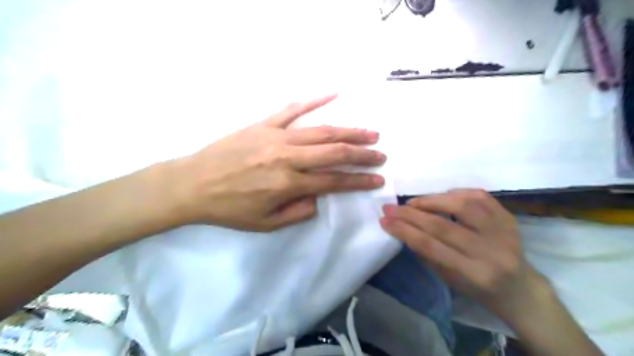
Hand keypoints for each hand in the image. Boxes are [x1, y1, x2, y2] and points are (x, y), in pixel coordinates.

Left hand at [172, 94, 386, 231]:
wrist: (193, 183)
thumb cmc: (229, 208)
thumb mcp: (265, 224)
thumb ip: (298, 212)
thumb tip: (319, 197)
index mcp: (288, 184)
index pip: (334, 181)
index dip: (359, 181)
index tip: (378, 180)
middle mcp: (287, 157)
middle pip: (334, 152)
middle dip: (362, 154)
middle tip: (381, 154)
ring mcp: (276, 136)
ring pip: (321, 130)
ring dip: (349, 131)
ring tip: (370, 132)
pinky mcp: (264, 124)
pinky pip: (293, 109)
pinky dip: (314, 100)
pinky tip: (334, 94)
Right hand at [378, 191, 547, 320]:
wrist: (520, 288)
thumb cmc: (478, 288)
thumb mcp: (448, 279)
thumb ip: (427, 254)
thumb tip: (403, 228)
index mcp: (474, 273)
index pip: (431, 246)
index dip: (404, 231)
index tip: (384, 220)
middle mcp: (491, 251)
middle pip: (443, 225)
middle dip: (410, 214)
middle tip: (390, 207)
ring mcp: (503, 231)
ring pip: (462, 205)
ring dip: (431, 200)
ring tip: (413, 203)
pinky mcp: (509, 217)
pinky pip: (479, 196)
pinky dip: (455, 193)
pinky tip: (441, 196)